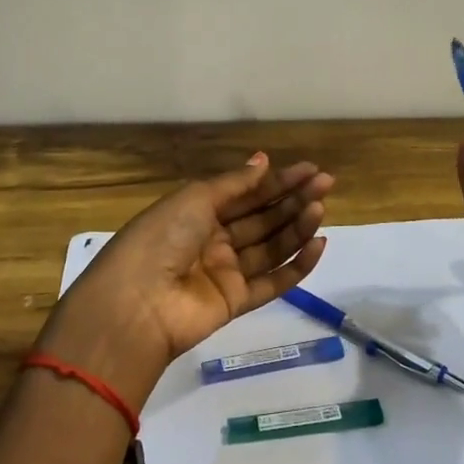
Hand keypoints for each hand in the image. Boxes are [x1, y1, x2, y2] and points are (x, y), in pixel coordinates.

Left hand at [37, 153, 331, 401]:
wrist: (137, 303)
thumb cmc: (162, 237)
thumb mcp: (195, 198)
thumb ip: (235, 183)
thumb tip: (263, 160)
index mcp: (199, 212)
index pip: (247, 193)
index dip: (278, 181)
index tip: (310, 170)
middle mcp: (214, 239)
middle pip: (262, 217)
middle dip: (293, 200)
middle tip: (326, 184)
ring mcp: (226, 272)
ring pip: (271, 246)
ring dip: (297, 227)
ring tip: (321, 209)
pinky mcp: (237, 302)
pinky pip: (273, 282)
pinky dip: (297, 265)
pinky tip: (318, 244)